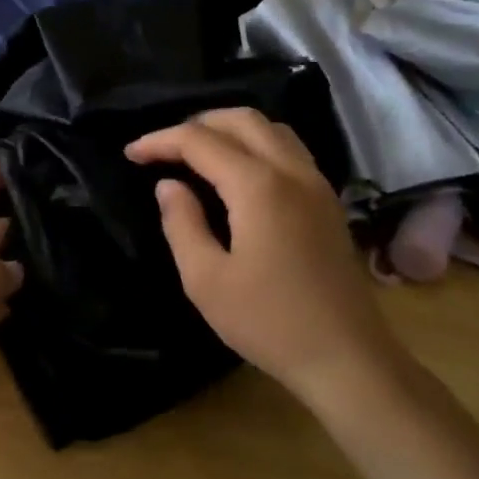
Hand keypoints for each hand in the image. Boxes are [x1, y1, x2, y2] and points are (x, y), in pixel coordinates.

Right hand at [125, 110, 400, 402]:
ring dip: (229, 129)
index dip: (160, 141)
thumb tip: (168, 185)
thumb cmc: (269, 323)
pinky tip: (237, 173)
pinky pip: (289, 149)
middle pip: (241, 119)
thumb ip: (182, 224)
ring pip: (271, 128)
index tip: (131, 154)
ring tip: (197, 154)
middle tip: (163, 150)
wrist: (347, 358)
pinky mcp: (328, 201)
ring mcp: (317, 184)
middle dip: (196, 124)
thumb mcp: (206, 280)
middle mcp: (292, 171)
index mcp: (259, 186)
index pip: (200, 141)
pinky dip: (255, 144)